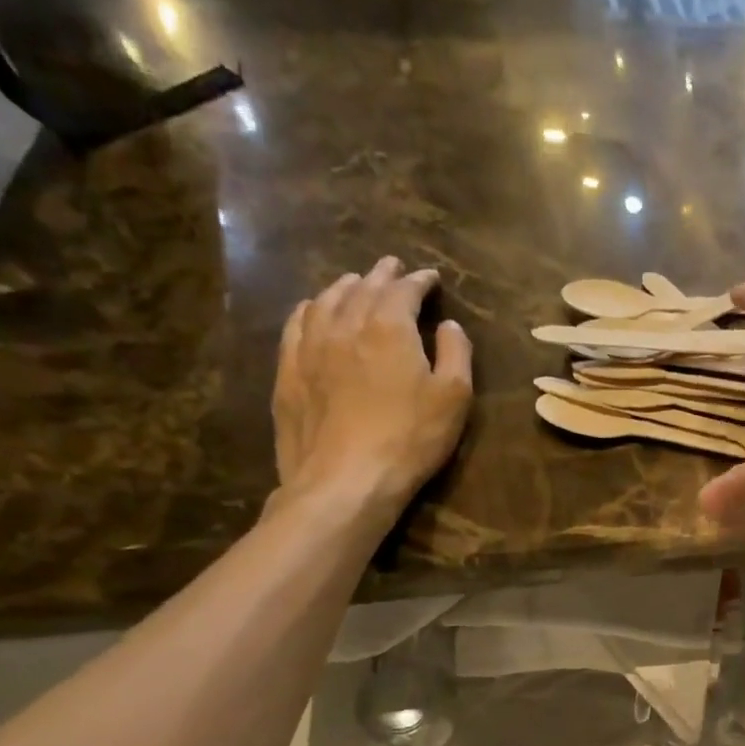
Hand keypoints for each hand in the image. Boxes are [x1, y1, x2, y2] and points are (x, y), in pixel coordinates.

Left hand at [272, 257, 472, 516]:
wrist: (346, 479)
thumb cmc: (411, 438)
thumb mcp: (454, 397)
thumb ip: (456, 353)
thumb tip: (448, 325)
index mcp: (389, 328)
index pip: (404, 291)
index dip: (419, 281)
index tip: (431, 277)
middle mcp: (346, 326)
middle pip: (363, 289)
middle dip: (381, 275)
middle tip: (392, 266)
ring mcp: (311, 348)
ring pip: (326, 301)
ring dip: (344, 287)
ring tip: (355, 282)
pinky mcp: (289, 373)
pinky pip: (296, 326)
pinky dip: (309, 309)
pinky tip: (312, 309)